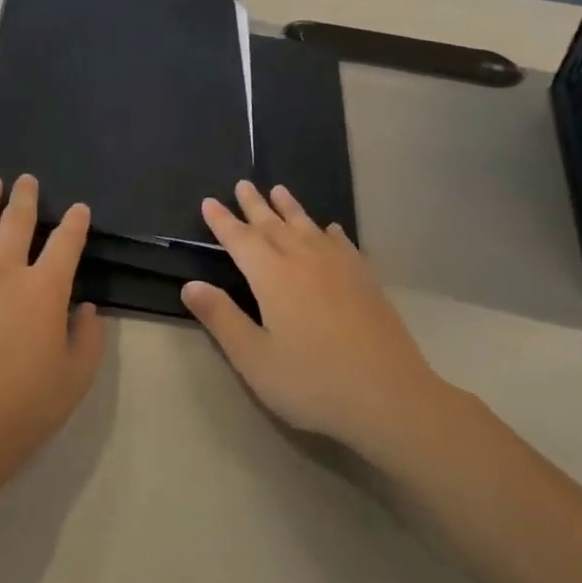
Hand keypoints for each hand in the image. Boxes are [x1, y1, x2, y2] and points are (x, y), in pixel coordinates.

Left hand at [0, 174, 105, 490]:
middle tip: (26, 179)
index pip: (66, 244)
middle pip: (17, 224)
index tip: (79, 209)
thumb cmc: (27, 404)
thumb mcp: (76, 377)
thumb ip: (88, 338)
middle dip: (25, 198)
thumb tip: (85, 309)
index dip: (76, 224)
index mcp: (45, 289)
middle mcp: (4, 273)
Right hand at [181, 181, 462, 468]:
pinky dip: (330, 232)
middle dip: (255, 206)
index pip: (241, 241)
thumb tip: (191, 285)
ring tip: (280, 190)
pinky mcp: (366, 282)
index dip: (223, 222)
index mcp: (273, 278)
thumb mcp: (254, 358)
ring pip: (309, 228)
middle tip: (242, 184)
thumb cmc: (312, 383)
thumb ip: (222, 318)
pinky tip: (330, 229)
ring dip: (291, 209)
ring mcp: (341, 269)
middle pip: (274, 226)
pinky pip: (343, 244)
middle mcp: (306, 262)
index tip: (209, 202)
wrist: (390, 398)